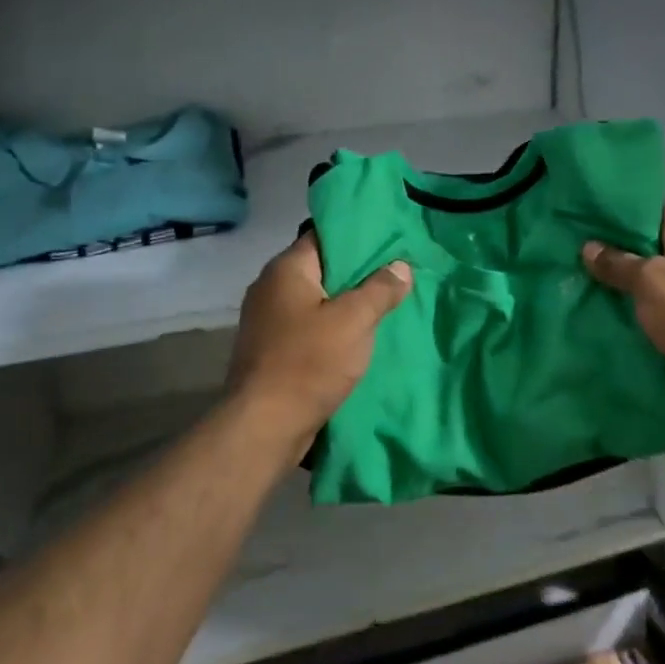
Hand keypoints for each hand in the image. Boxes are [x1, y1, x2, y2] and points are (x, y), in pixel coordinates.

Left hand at [226, 232, 411, 461]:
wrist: (263, 428)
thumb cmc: (309, 362)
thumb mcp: (355, 320)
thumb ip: (380, 289)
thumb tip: (401, 266)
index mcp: (285, 269)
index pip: (325, 236)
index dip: (359, 237)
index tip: (391, 242)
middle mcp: (270, 287)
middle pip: (322, 269)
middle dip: (358, 273)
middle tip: (397, 274)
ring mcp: (267, 321)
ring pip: (317, 301)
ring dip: (347, 305)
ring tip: (385, 305)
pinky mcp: (271, 350)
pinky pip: (309, 327)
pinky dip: (333, 329)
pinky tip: (360, 337)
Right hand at [582, 208, 664, 426]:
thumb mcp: (650, 283)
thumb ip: (620, 263)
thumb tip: (590, 246)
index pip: (655, 212)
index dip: (623, 216)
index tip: (589, 221)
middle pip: (657, 249)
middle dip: (623, 255)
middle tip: (582, 259)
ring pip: (662, 282)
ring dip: (634, 288)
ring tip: (593, 290)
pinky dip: (649, 313)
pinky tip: (620, 320)